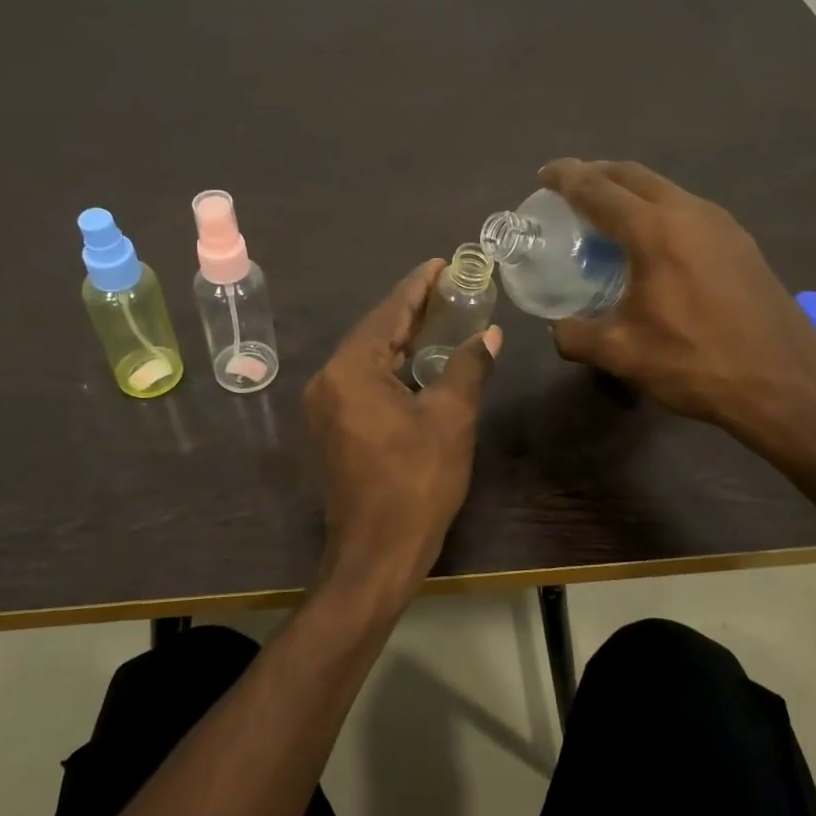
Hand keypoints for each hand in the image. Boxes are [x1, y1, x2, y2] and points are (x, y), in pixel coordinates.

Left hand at [303, 260, 501, 615]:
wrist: (377, 552)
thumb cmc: (417, 482)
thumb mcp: (451, 418)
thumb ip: (467, 366)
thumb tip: (489, 334)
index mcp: (351, 370)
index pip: (389, 313)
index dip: (419, 286)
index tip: (443, 263)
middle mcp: (328, 380)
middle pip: (375, 332)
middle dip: (412, 310)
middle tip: (450, 287)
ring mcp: (325, 406)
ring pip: (368, 357)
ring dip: (403, 338)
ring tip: (441, 317)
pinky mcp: (332, 427)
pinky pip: (363, 380)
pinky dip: (392, 366)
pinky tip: (419, 361)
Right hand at [541, 159, 815, 452]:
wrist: (786, 383)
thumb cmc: (697, 363)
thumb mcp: (623, 354)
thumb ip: (577, 336)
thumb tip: (559, 328)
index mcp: (655, 231)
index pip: (598, 189)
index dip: (566, 178)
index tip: (544, 175)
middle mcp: (690, 213)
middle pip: (633, 176)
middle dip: (597, 174)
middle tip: (570, 189)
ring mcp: (722, 225)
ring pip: (665, 189)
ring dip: (630, 192)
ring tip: (606, 215)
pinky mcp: (741, 243)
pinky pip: (686, 210)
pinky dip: (657, 211)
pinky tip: (651, 245)